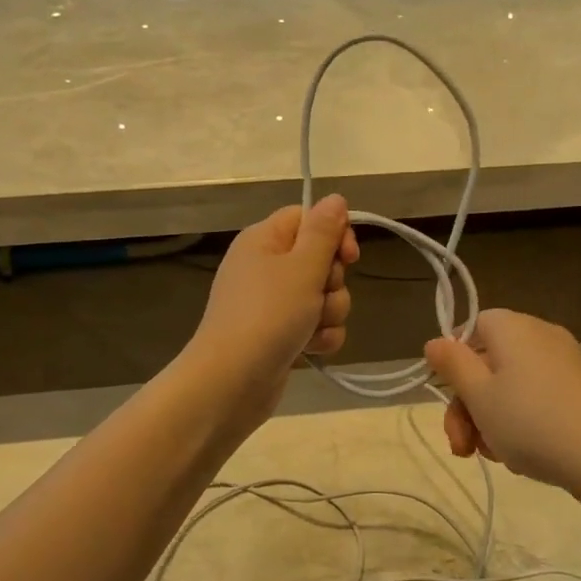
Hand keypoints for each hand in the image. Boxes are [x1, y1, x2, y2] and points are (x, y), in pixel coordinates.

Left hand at [186, 197, 358, 423]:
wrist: (231, 382)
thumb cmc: (267, 316)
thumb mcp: (301, 267)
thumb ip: (324, 232)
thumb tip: (336, 198)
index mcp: (264, 240)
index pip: (308, 218)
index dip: (334, 233)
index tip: (349, 255)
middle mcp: (266, 267)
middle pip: (320, 259)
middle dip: (332, 282)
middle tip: (318, 296)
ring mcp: (273, 304)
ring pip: (323, 296)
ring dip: (329, 313)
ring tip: (312, 329)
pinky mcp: (281, 335)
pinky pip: (316, 325)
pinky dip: (320, 337)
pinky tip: (311, 350)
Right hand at [424, 310, 580, 494]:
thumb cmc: (531, 421)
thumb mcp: (479, 395)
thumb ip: (452, 365)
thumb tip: (435, 341)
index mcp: (512, 327)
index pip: (471, 328)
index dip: (455, 364)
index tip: (449, 399)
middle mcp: (541, 335)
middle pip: (489, 363)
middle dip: (468, 406)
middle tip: (462, 447)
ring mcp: (566, 363)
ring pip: (512, 387)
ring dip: (492, 420)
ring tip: (494, 456)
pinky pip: (538, 399)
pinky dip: (523, 423)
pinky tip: (521, 455)